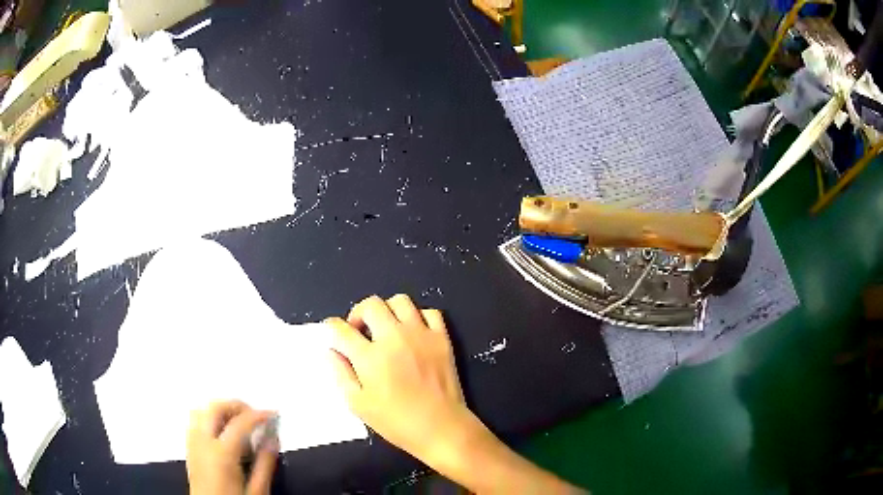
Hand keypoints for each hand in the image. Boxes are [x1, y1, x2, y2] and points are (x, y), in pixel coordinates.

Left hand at [186, 400, 278, 494]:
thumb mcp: (257, 490)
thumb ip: (265, 464)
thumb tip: (273, 439)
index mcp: (221, 453)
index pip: (240, 423)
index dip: (258, 415)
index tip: (273, 415)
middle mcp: (202, 442)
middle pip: (215, 408)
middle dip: (237, 406)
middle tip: (255, 415)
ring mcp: (192, 444)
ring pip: (201, 410)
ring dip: (221, 410)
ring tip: (239, 421)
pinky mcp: (188, 448)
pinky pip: (195, 421)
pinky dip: (210, 418)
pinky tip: (223, 432)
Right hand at [327, 296, 585, 494]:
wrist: (446, 431)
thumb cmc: (400, 424)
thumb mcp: (360, 405)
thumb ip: (341, 374)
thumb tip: (332, 351)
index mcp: (372, 356)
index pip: (340, 327)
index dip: (332, 326)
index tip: (333, 332)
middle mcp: (397, 337)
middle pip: (371, 303)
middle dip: (359, 312)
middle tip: (361, 330)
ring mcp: (424, 335)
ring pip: (402, 301)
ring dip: (389, 310)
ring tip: (388, 329)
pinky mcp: (444, 339)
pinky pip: (431, 313)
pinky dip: (420, 317)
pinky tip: (416, 333)